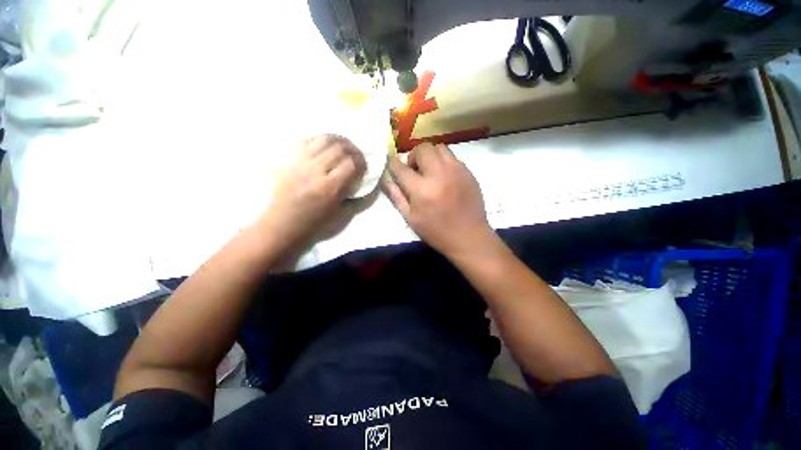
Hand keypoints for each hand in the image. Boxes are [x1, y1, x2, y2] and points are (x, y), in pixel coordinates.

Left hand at [259, 134, 365, 249]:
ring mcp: (301, 163)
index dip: (361, 162)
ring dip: (339, 140)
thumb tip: (364, 182)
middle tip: (357, 155)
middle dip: (353, 149)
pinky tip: (326, 145)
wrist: (283, 224)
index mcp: (330, 188)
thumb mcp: (341, 215)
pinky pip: (307, 140)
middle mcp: (316, 171)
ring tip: (344, 146)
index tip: (364, 166)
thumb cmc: (315, 224)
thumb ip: (356, 197)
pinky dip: (320, 139)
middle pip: (339, 148)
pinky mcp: (290, 160)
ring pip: (324, 140)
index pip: (351, 164)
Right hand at [382, 143, 493, 256]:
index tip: (394, 168)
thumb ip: (396, 196)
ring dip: (430, 156)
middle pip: (422, 148)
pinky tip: (444, 177)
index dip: (394, 165)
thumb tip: (385, 180)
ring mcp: (456, 171)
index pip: (400, 167)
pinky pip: (452, 157)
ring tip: (430, 171)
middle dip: (413, 156)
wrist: (468, 237)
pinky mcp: (468, 172)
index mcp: (422, 190)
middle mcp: (439, 174)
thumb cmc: (436, 232)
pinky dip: (443, 162)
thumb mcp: (411, 218)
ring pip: (439, 148)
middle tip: (415, 170)